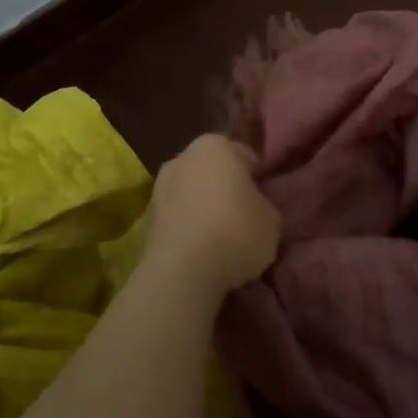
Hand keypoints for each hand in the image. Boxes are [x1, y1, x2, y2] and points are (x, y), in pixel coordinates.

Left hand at [143, 134, 279, 298]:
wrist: (182, 271)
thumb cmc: (235, 233)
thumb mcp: (271, 220)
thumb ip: (263, 205)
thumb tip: (253, 208)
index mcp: (216, 145)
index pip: (244, 155)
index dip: (257, 177)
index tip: (264, 199)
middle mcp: (183, 157)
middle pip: (213, 170)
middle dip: (226, 188)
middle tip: (244, 216)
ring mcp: (159, 186)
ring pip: (191, 193)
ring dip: (203, 207)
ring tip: (221, 238)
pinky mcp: (146, 218)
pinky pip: (177, 217)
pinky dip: (187, 227)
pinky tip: (201, 250)